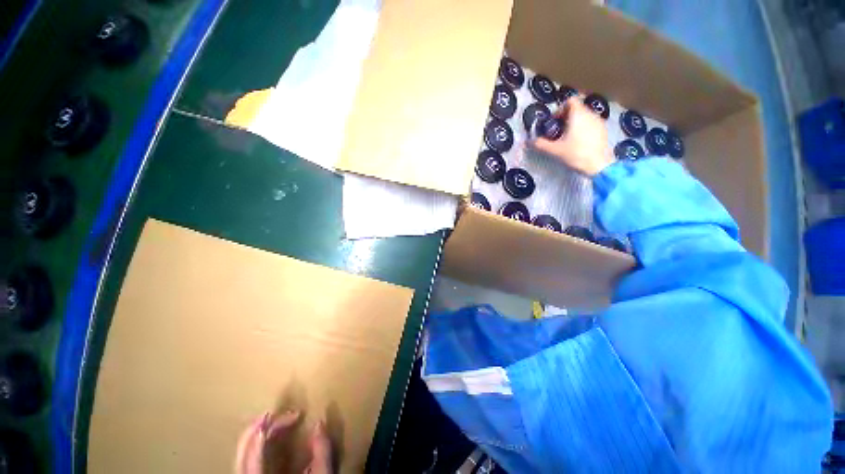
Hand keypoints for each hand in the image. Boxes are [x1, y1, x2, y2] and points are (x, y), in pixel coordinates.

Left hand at [235, 411, 332, 473]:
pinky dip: (254, 447)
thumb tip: (319, 423)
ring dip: (255, 435)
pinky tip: (266, 439)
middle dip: (259, 428)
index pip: (256, 455)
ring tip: (272, 421)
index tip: (289, 414)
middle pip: (243, 453)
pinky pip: (245, 463)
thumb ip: (322, 452)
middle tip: (278, 413)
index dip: (268, 430)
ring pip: (241, 458)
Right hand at [533, 97, 614, 176]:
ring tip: (567, 137)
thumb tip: (530, 141)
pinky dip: (583, 128)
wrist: (599, 165)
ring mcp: (599, 121)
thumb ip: (541, 144)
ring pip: (584, 116)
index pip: (570, 100)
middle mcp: (590, 114)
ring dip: (575, 122)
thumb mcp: (555, 150)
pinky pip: (591, 123)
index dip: (560, 108)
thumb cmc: (576, 154)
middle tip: (558, 131)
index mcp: (578, 115)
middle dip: (566, 117)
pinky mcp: (603, 130)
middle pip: (577, 108)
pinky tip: (578, 142)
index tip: (554, 121)